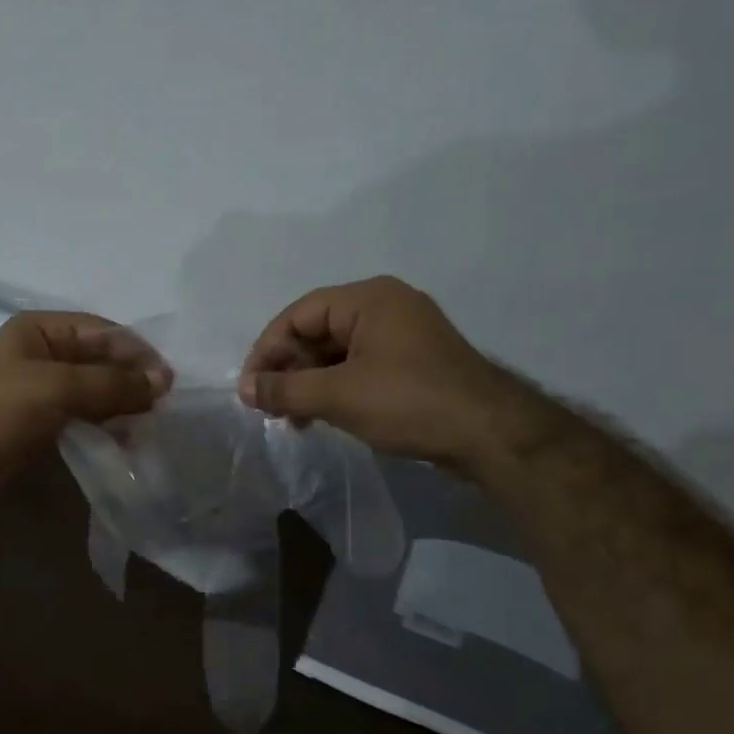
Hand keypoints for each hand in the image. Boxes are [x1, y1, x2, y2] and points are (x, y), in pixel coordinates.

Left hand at [0, 311, 171, 505]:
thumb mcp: (56, 387)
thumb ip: (111, 383)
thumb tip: (163, 380)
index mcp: (42, 330)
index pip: (104, 332)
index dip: (138, 353)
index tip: (168, 382)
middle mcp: (44, 354)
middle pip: (101, 361)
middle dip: (132, 381)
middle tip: (164, 408)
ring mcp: (41, 390)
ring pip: (94, 392)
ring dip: (121, 406)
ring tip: (150, 427)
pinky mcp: (39, 423)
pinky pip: (82, 418)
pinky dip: (104, 426)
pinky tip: (125, 441)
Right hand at [238, 276, 511, 465]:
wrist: (489, 434)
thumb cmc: (408, 403)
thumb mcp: (337, 396)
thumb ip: (285, 389)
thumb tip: (244, 389)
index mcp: (369, 299)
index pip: (299, 314)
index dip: (267, 350)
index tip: (249, 388)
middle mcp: (385, 307)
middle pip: (317, 331)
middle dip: (289, 369)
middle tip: (270, 407)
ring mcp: (402, 335)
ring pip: (337, 352)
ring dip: (309, 383)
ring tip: (293, 419)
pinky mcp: (412, 363)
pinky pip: (360, 367)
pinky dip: (335, 388)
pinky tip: (323, 417)